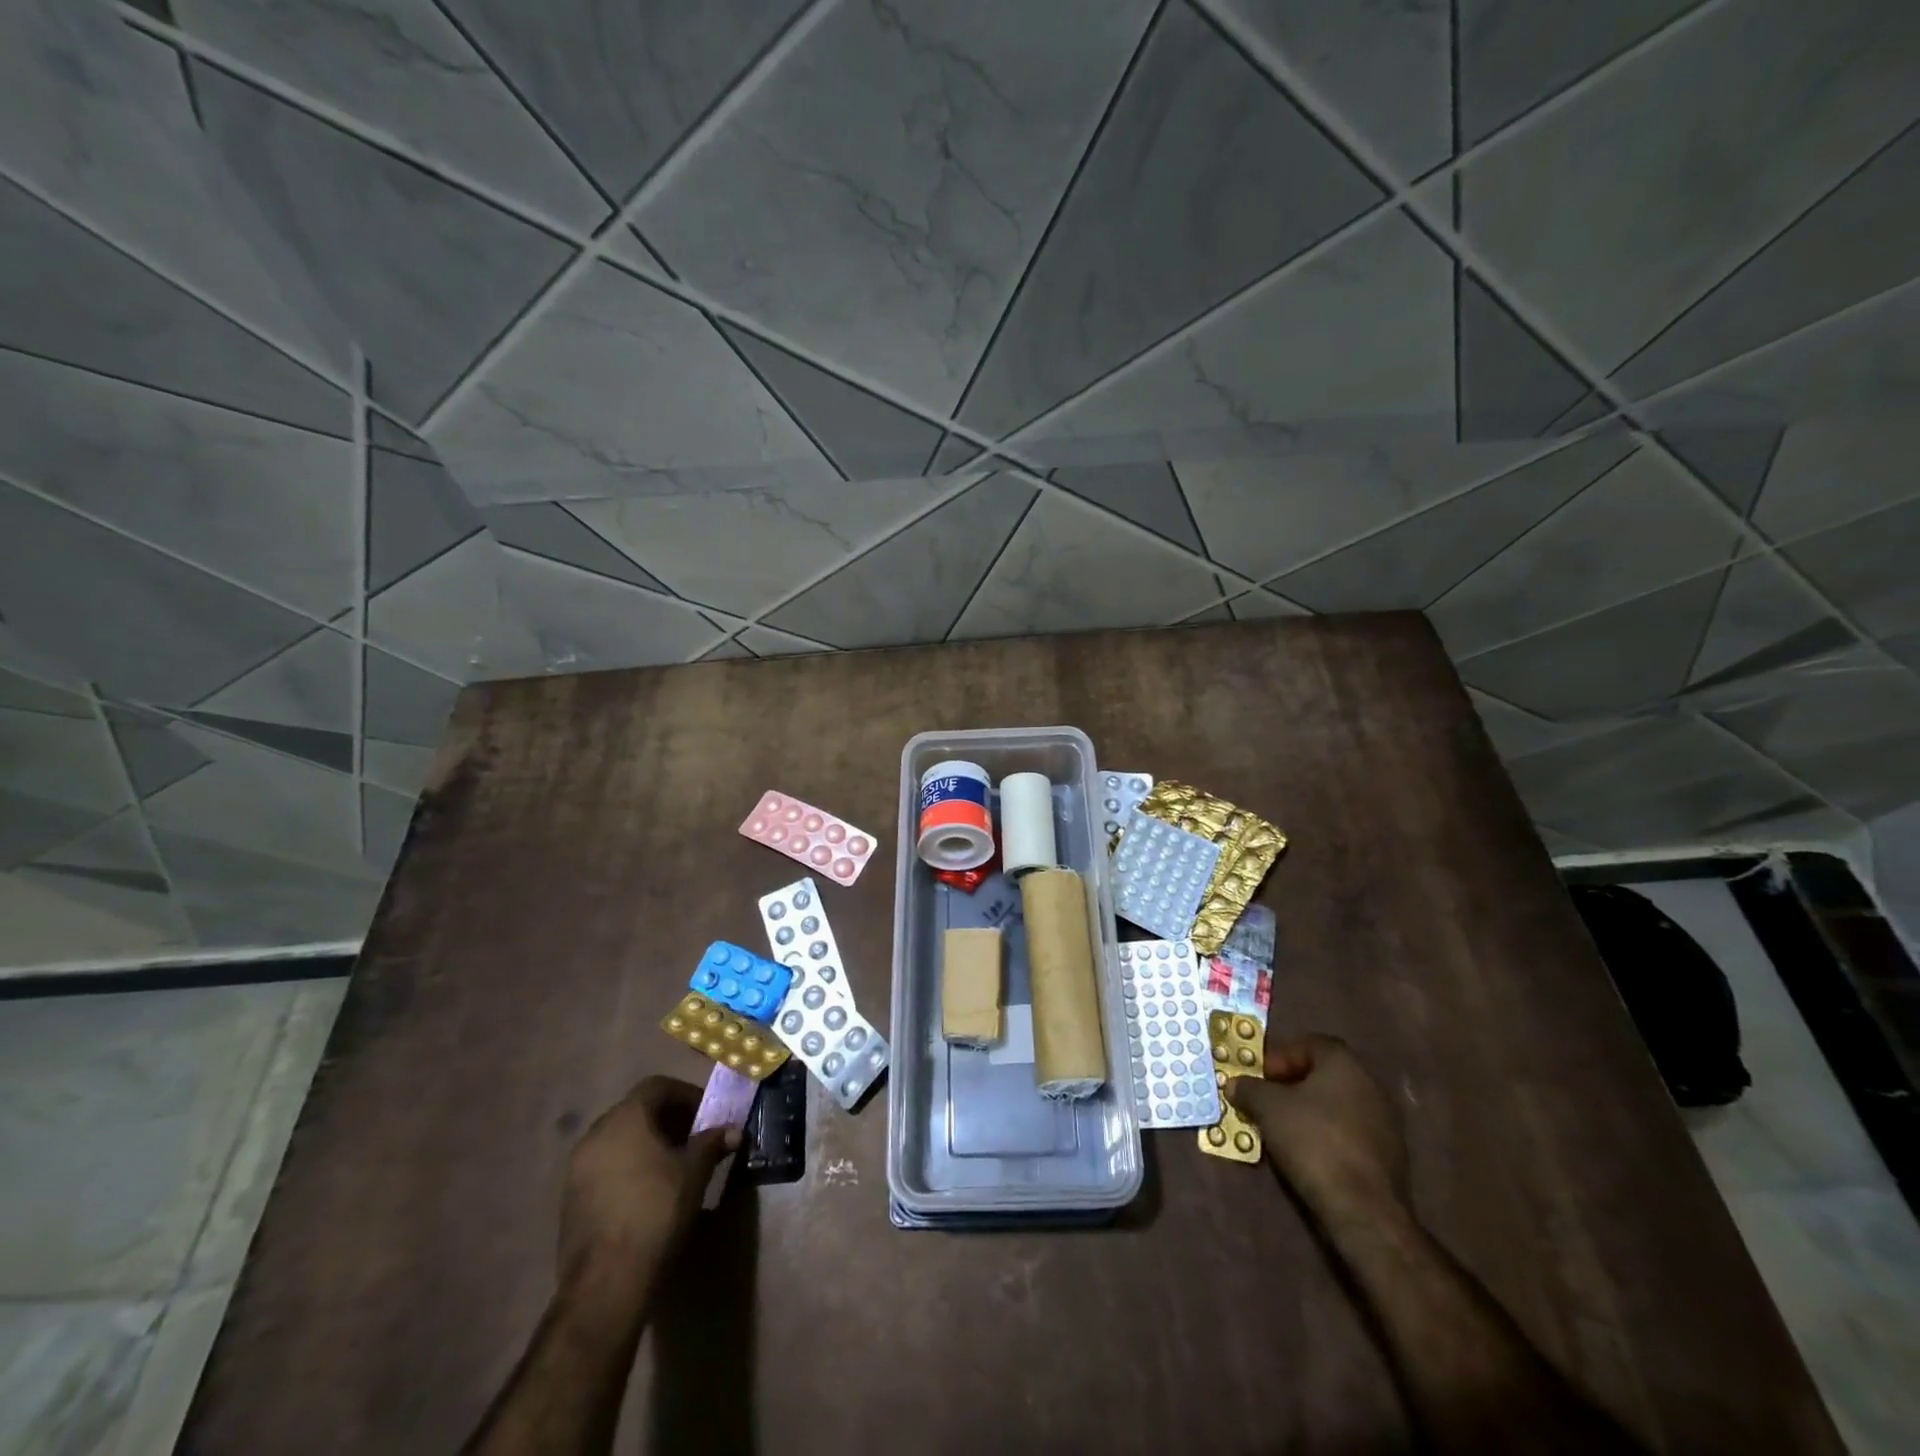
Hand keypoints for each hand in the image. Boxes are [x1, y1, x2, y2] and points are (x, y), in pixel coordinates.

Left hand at [558, 1076, 737, 1298]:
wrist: (606, 1282)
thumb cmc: (656, 1211)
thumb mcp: (694, 1172)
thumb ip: (712, 1143)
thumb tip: (733, 1131)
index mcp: (626, 1118)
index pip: (658, 1086)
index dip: (686, 1095)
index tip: (707, 1115)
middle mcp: (596, 1134)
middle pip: (637, 1111)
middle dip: (669, 1120)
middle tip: (694, 1139)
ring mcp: (577, 1168)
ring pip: (619, 1139)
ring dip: (648, 1144)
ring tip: (674, 1167)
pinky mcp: (570, 1199)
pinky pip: (605, 1166)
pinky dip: (628, 1167)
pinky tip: (647, 1192)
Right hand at [1226, 1034, 1407, 1225]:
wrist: (1363, 1209)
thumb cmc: (1313, 1140)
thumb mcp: (1267, 1107)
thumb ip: (1249, 1089)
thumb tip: (1235, 1084)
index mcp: (1345, 1064)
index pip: (1309, 1044)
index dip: (1280, 1057)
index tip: (1260, 1077)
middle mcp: (1370, 1085)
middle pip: (1322, 1075)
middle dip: (1290, 1086)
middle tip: (1265, 1102)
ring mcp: (1384, 1123)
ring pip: (1335, 1106)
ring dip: (1307, 1113)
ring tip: (1280, 1131)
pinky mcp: (1388, 1157)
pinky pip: (1348, 1134)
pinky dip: (1325, 1137)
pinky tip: (1306, 1155)